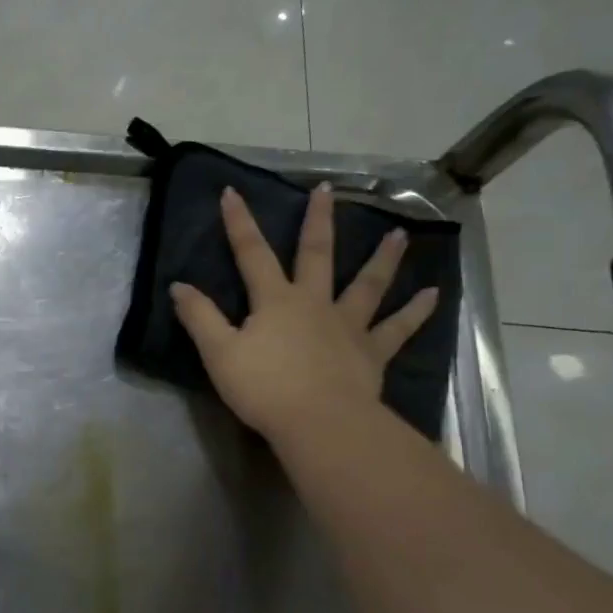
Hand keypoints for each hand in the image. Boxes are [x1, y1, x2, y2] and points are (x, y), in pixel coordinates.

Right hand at [170, 185, 438, 442]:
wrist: (318, 422)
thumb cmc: (264, 388)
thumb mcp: (219, 353)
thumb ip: (199, 317)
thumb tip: (178, 285)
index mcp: (275, 301)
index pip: (252, 254)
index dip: (239, 223)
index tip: (232, 192)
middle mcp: (314, 303)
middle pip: (316, 255)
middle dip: (318, 221)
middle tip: (327, 190)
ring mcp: (348, 326)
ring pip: (367, 285)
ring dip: (382, 259)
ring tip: (399, 234)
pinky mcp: (371, 352)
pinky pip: (398, 329)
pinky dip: (416, 312)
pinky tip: (434, 295)